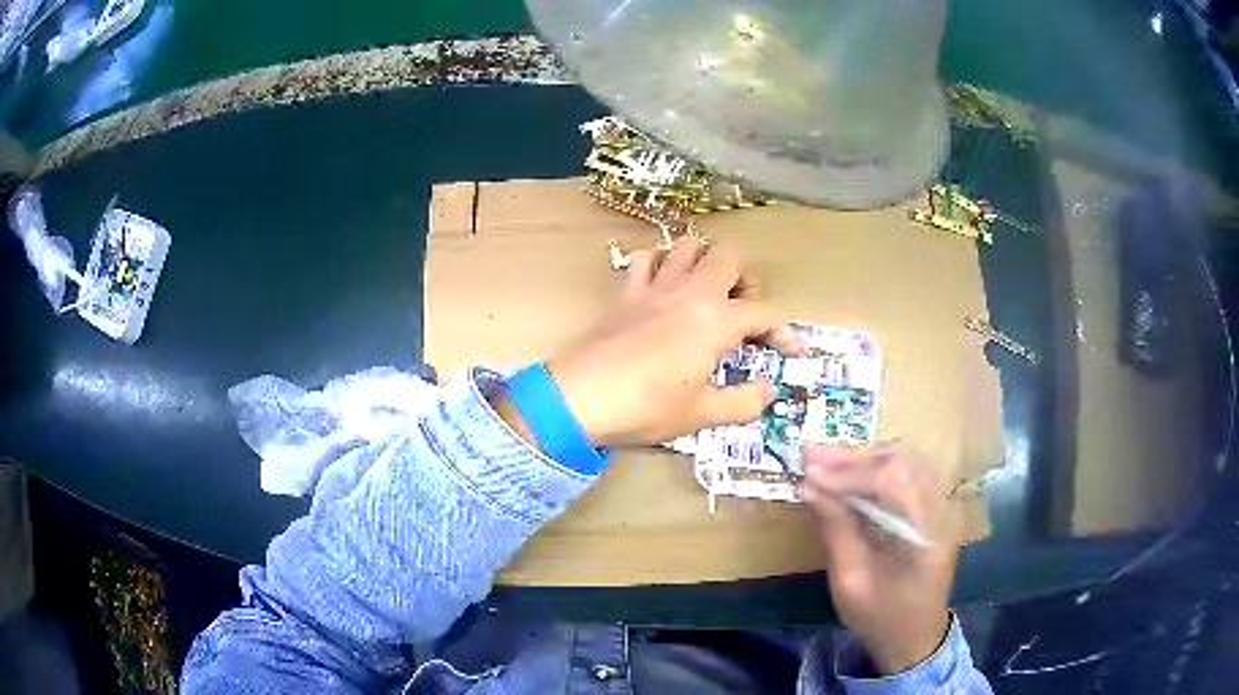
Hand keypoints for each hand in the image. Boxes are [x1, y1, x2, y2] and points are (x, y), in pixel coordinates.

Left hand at [546, 237, 800, 447]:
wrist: (581, 397)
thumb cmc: (646, 407)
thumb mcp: (703, 414)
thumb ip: (744, 402)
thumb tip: (768, 391)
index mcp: (717, 320)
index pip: (766, 313)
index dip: (785, 332)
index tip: (791, 354)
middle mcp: (691, 291)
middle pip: (731, 255)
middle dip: (747, 279)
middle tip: (743, 312)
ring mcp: (656, 285)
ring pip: (689, 244)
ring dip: (705, 261)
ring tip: (707, 294)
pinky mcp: (627, 290)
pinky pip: (646, 257)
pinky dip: (660, 263)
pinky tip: (663, 287)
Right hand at [801, 443, 958, 674]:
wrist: (914, 638)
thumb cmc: (881, 618)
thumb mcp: (851, 583)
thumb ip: (835, 530)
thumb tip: (809, 487)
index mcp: (928, 533)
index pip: (893, 481)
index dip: (850, 473)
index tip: (809, 475)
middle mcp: (942, 510)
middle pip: (902, 462)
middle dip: (854, 458)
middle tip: (811, 455)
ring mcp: (942, 506)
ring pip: (905, 461)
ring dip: (863, 460)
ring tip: (824, 461)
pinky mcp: (933, 508)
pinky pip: (906, 475)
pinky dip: (874, 470)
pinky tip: (847, 474)